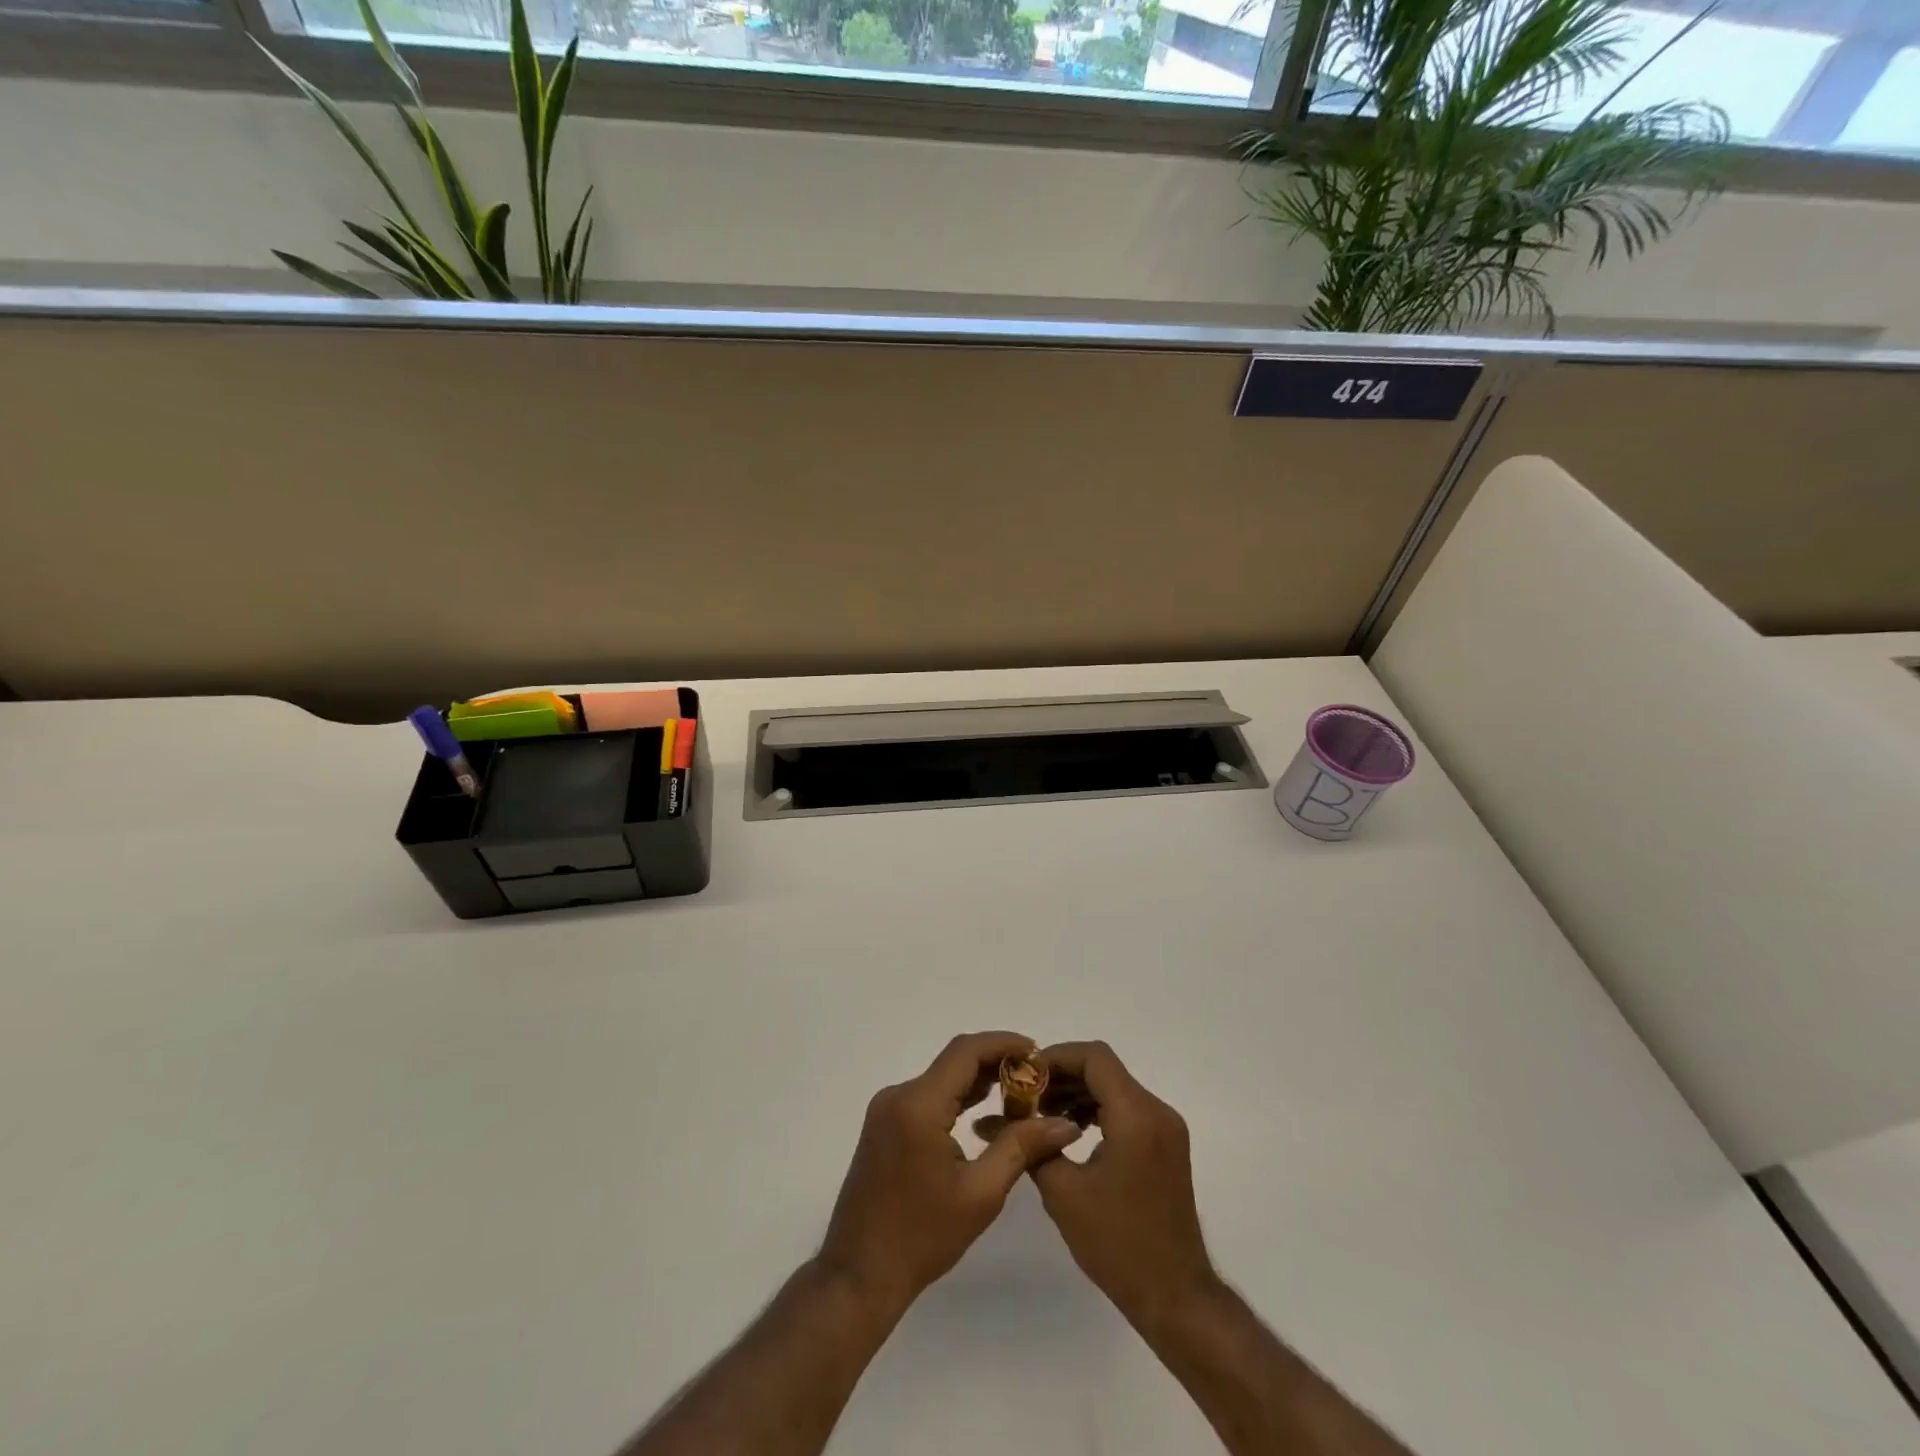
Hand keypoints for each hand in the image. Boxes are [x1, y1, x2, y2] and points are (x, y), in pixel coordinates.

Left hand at [817, 1031, 1080, 1315]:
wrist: (859, 1274)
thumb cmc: (922, 1238)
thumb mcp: (980, 1194)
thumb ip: (1021, 1148)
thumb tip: (1065, 1123)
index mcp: (918, 1105)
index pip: (965, 1052)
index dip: (1003, 1044)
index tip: (1037, 1053)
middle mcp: (898, 1095)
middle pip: (953, 1061)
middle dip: (995, 1062)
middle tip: (1036, 1079)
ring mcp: (887, 1109)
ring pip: (941, 1077)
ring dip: (977, 1080)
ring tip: (1019, 1094)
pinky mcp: (884, 1124)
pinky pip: (927, 1095)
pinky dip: (957, 1096)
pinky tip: (984, 1111)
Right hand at [1030, 1041, 1218, 1328]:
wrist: (1175, 1296)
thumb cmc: (1117, 1244)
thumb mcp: (1063, 1193)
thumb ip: (1031, 1146)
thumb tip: (992, 1120)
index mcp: (1136, 1115)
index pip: (1094, 1057)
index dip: (1056, 1057)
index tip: (1024, 1076)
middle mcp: (1157, 1111)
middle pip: (1104, 1069)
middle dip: (1062, 1076)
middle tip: (1025, 1096)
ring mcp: (1166, 1128)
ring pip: (1115, 1087)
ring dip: (1078, 1092)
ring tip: (1041, 1115)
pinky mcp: (1166, 1146)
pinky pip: (1127, 1109)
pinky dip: (1097, 1109)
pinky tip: (1070, 1131)